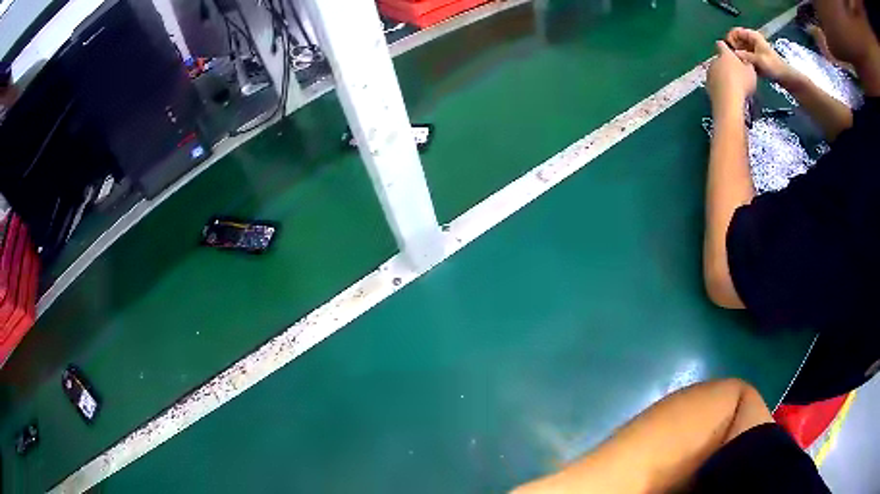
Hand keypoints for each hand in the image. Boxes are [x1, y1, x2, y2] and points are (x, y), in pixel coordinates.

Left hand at [707, 41, 755, 111]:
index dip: (725, 47)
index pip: (721, 44)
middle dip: (725, 64)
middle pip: (719, 59)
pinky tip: (725, 93)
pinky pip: (713, 83)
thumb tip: (745, 63)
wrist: (728, 100)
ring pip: (715, 71)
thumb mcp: (751, 72)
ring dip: (721, 75)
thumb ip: (748, 65)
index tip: (730, 53)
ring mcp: (709, 72)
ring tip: (731, 86)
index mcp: (725, 54)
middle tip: (735, 74)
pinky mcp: (707, 85)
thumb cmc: (742, 82)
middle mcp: (715, 60)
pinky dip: (718, 86)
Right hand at [726, 27, 798, 85]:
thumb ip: (745, 56)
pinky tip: (742, 67)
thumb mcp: (759, 60)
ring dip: (738, 55)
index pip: (735, 31)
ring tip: (737, 64)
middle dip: (734, 47)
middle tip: (733, 58)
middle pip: (737, 39)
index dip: (731, 38)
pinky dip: (742, 60)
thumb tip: (733, 53)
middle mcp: (751, 40)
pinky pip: (745, 55)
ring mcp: (753, 48)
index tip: (729, 48)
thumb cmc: (773, 66)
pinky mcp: (755, 57)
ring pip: (740, 48)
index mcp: (752, 36)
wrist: (784, 76)